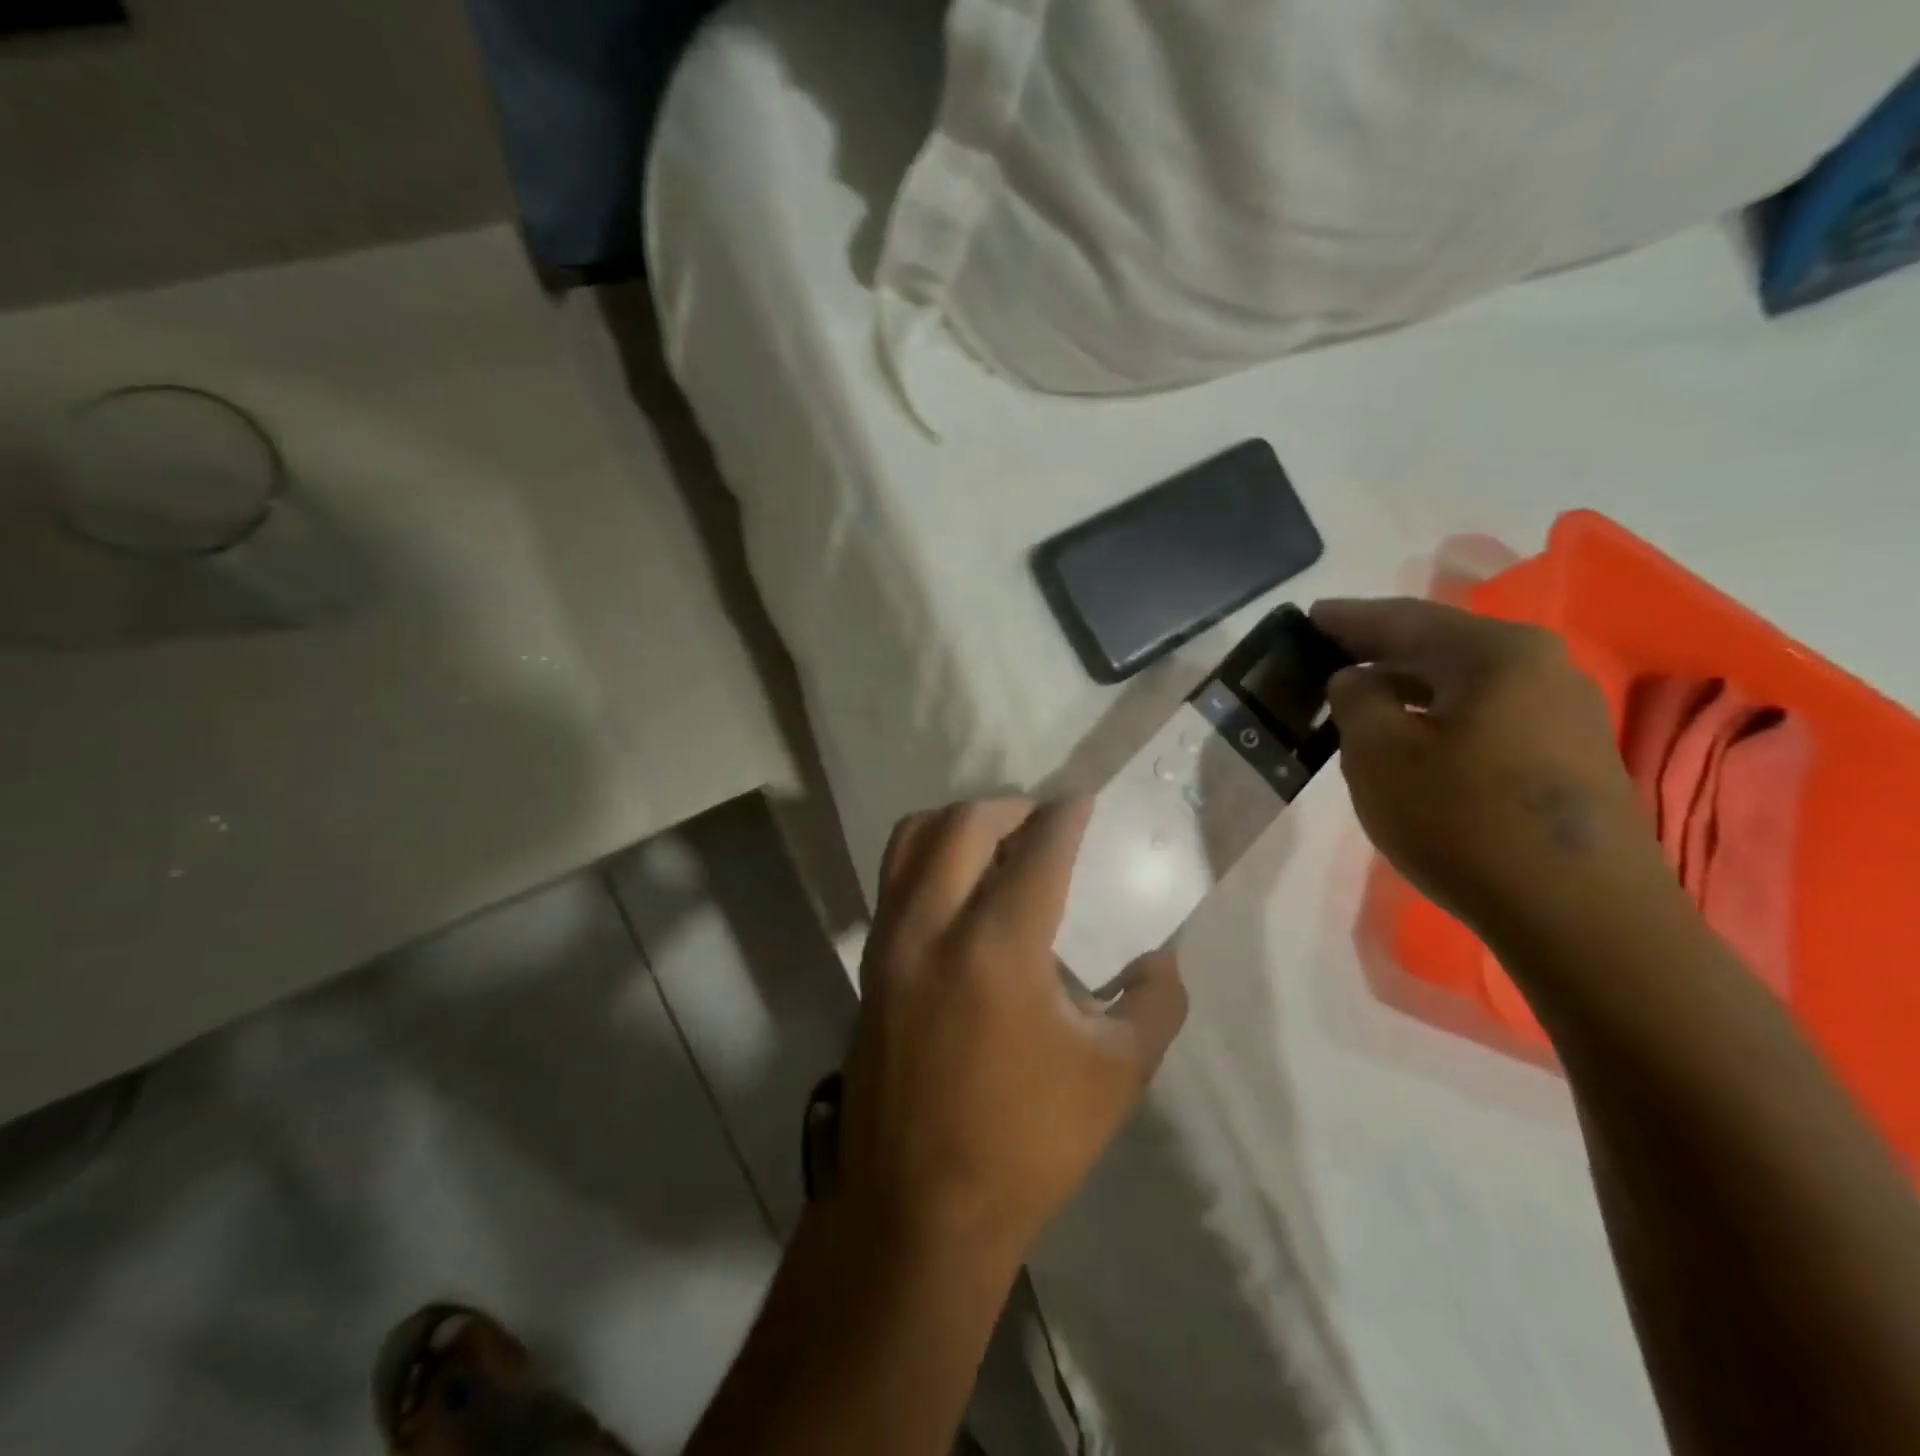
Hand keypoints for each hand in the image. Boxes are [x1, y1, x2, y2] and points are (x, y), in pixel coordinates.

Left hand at [837, 797, 1187, 1265]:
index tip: (1086, 800)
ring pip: (914, 838)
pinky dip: (929, 855)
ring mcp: (890, 941)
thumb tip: (1161, 954)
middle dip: (1012, 806)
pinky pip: (894, 876)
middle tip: (1045, 821)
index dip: (1068, 814)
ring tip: (998, 841)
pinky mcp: (870, 962)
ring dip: (960, 822)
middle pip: (965, 823)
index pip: (1039, 848)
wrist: (919, 1206)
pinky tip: (961, 888)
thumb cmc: (1027, 1142)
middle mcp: (933, 926)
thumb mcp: (1117, 1075)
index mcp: (999, 948)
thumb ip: (1155, 1001)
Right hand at [1312, 597, 1668, 942]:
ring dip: (1407, 687)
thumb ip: (1355, 700)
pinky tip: (1411, 737)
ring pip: (1464, 684)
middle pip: (1440, 646)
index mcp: (1497, 653)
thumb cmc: (1463, 820)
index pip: (1405, 619)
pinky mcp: (1568, 758)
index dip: (1349, 619)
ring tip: (1359, 697)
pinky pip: (1486, 717)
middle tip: (1326, 654)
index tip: (1309, 617)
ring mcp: (1564, 714)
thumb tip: (1358, 679)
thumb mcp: (1378, 755)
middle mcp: (1541, 668)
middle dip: (1379, 650)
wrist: (1580, 916)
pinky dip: (1438, 716)